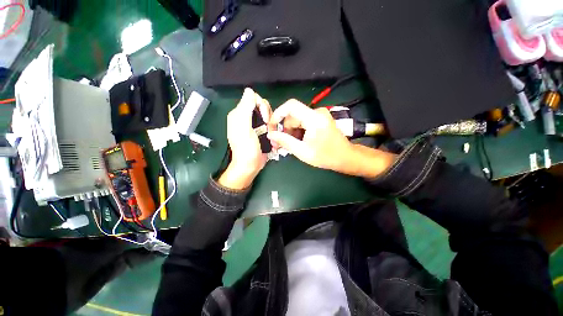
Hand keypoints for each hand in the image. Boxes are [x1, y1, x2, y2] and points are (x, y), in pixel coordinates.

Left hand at [218, 88, 271, 189]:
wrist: (250, 165)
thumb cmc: (246, 147)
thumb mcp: (244, 127)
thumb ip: (245, 108)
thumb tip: (249, 90)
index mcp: (239, 114)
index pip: (252, 98)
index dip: (261, 105)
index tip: (265, 118)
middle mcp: (246, 117)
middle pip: (261, 106)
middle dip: (268, 114)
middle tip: (268, 126)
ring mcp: (254, 125)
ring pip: (267, 114)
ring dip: (271, 122)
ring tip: (270, 133)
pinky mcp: (260, 132)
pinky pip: (268, 123)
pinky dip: (272, 127)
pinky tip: (272, 135)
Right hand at [267, 99, 395, 177]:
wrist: (345, 157)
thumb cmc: (326, 156)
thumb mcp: (302, 151)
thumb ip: (285, 141)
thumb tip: (270, 134)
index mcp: (314, 118)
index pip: (291, 106)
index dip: (277, 114)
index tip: (271, 127)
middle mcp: (317, 112)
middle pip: (293, 116)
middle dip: (284, 129)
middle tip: (278, 144)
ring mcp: (319, 115)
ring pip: (297, 120)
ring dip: (290, 132)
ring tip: (289, 146)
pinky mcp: (320, 119)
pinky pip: (303, 122)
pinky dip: (297, 131)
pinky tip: (297, 142)